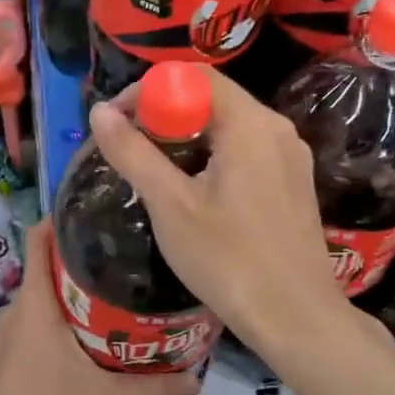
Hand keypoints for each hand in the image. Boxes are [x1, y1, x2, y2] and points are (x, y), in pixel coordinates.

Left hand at [0, 222, 199, 394]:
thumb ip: (156, 386)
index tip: (94, 212)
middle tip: (121, 256)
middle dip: (77, 260)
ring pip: (38, 300)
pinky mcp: (5, 360)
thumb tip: (199, 377)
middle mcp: (15, 311)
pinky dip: (55, 319)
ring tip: (110, 293)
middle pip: (43, 269)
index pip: (38, 241)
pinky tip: (84, 337)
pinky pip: (31, 324)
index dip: (59, 220)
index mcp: (35, 305)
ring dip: (67, 294)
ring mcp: (5, 337)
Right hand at [86, 67, 346, 353]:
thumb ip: (133, 153)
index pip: (194, 76)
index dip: (148, 90)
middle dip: (165, 115)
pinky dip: (214, 157)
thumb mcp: (170, 205)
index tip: (118, 122)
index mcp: (250, 124)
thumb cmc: (228, 259)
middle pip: (213, 99)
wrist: (295, 318)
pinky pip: (247, 151)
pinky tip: (196, 192)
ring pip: (230, 127)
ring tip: (156, 172)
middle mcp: (277, 129)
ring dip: (188, 138)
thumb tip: (99, 112)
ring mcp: (291, 157)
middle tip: (131, 148)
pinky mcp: (294, 183)